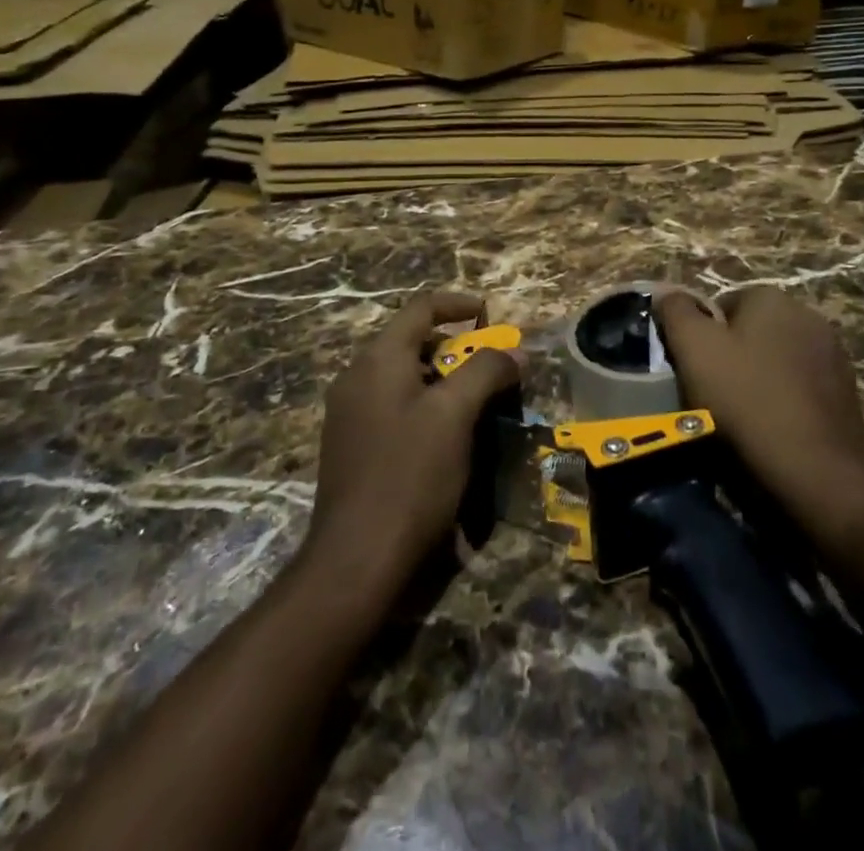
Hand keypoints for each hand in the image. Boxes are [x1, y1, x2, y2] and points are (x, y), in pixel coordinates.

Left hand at [305, 291, 518, 589]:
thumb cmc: (410, 475)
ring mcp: (348, 412)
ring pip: (403, 376)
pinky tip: (445, 437)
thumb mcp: (456, 416)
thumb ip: (486, 371)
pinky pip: (392, 405)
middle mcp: (357, 376)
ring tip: (475, 403)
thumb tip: (515, 353)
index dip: (459, 304)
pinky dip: (424, 404)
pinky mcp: (350, 445)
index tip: (491, 316)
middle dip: (456, 347)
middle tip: (490, 368)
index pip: (421, 308)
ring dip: (442, 379)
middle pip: (412, 341)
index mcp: (378, 359)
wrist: (356, 560)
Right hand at [655, 286, 863, 549]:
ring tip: (742, 416)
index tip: (694, 370)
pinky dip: (785, 400)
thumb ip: (676, 311)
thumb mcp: (694, 349)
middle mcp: (808, 314)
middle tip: (713, 393)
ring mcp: (833, 353)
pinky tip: (774, 428)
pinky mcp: (847, 390)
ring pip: (777, 359)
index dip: (702, 338)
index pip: (721, 305)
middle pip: (752, 330)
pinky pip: (801, 386)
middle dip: (732, 356)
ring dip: (759, 378)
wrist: (816, 469)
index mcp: (771, 297)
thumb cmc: (746, 399)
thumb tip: (667, 293)